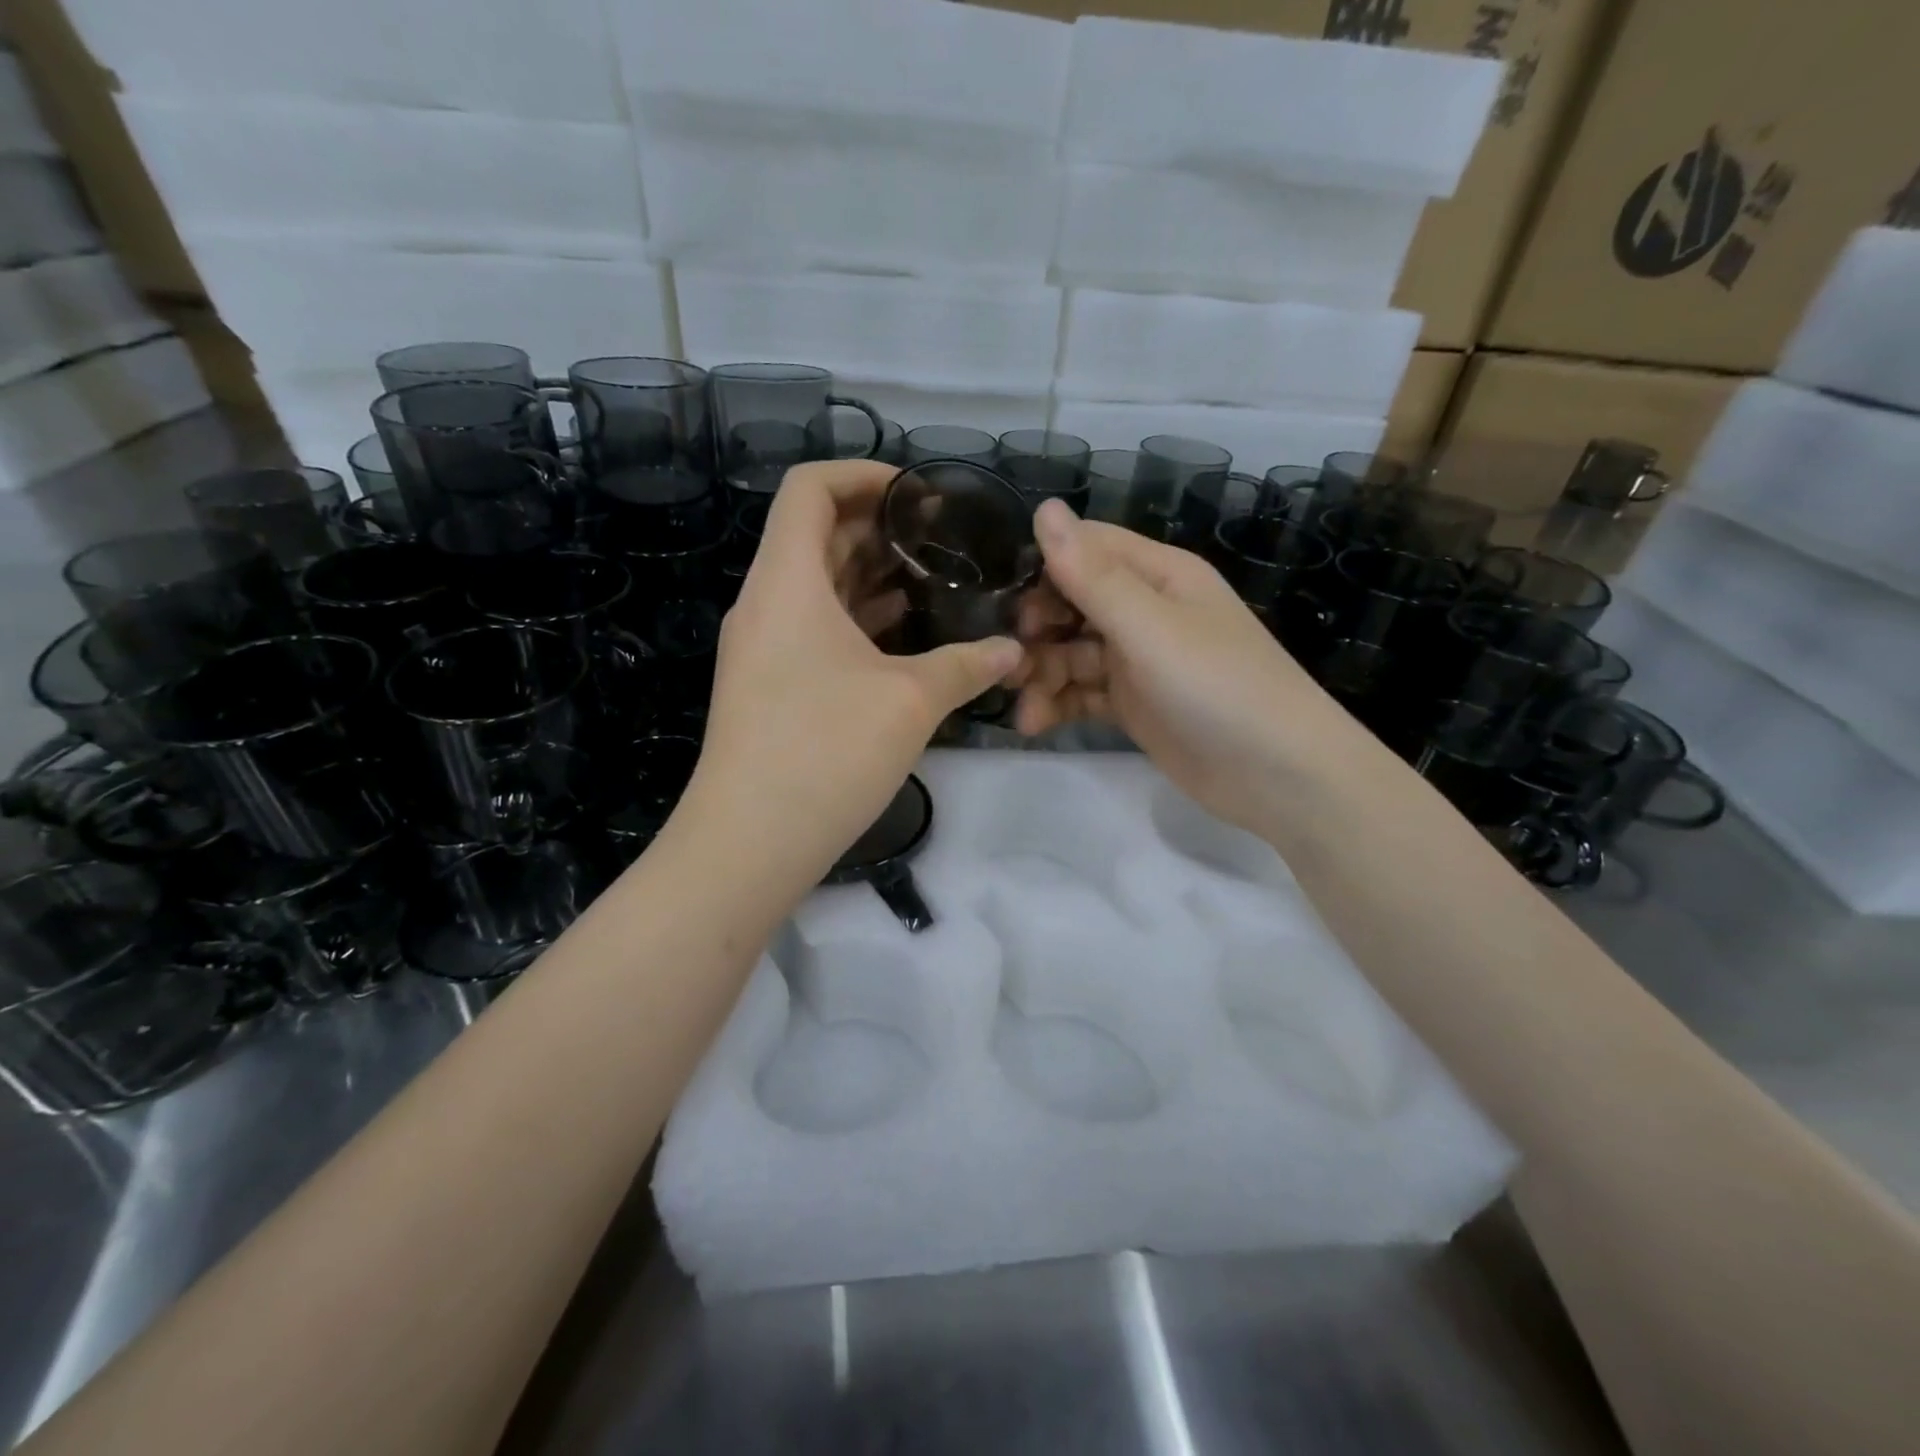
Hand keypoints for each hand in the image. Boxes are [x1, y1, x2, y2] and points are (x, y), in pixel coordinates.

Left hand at [686, 461, 1024, 879]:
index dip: (864, 474)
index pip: (809, 489)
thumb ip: (966, 665)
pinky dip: (857, 621)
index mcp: (788, 581)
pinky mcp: (769, 686)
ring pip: (817, 587)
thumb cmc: (826, 751)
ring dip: (871, 577)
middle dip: (880, 528)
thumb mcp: (910, 701)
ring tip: (933, 583)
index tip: (920, 494)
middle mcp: (766, 603)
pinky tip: (904, 639)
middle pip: (817, 535)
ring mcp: (763, 648)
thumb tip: (1011, 651)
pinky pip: (813, 629)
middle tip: (943, 540)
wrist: (749, 842)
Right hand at [1013, 500, 1355, 831]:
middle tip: (1010, 660)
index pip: (1088, 549)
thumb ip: (1092, 575)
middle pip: (1073, 603)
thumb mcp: (1151, 627)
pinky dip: (1058, 704)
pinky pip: (1082, 693)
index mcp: (1159, 575)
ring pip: (1072, 652)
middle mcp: (1146, 611)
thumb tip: (1044, 507)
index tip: (1010, 603)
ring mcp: (1138, 661)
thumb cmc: (1217, 686)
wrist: (1277, 775)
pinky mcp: (1133, 704)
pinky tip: (1034, 722)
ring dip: (1042, 674)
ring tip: (1022, 707)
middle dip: (1037, 629)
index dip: (1045, 569)